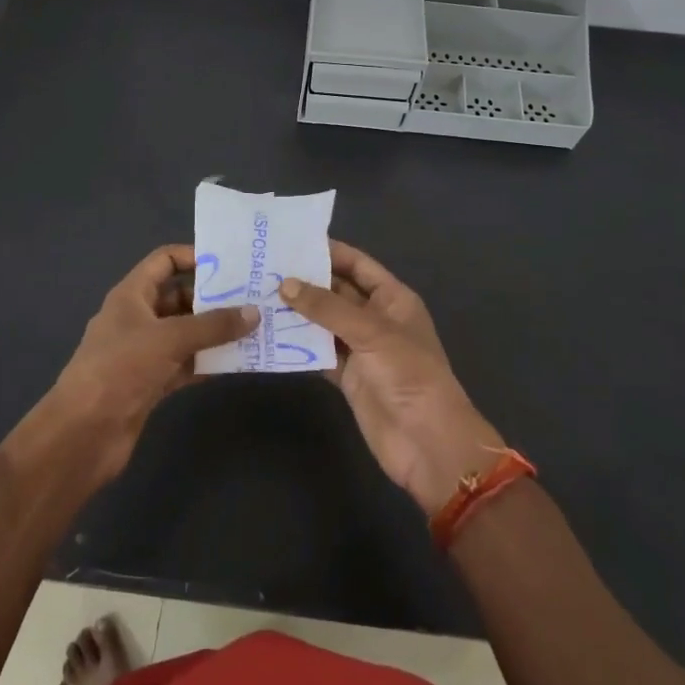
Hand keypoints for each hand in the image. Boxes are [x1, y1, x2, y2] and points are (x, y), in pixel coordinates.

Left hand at [42, 245, 256, 485]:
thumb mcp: (169, 339)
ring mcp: (144, 352)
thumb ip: (213, 326)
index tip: (231, 265)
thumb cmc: (121, 369)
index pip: (164, 261)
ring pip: (186, 333)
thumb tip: (254, 312)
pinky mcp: (151, 383)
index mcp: (131, 295)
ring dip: (215, 333)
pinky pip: (185, 364)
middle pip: (180, 297)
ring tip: (254, 329)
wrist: (84, 433)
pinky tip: (237, 362)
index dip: (194, 257)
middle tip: (253, 299)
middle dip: (213, 299)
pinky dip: (207, 362)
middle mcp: (138, 318)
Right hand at [279, 241, 501, 514]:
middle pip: (337, 292)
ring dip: (297, 312)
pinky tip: (269, 334)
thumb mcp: (371, 332)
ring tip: (258, 295)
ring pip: (324, 322)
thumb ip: (327, 307)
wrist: (426, 442)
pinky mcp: (347, 376)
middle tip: (264, 267)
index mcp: (393, 299)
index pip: (358, 265)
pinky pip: (319, 352)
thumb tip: (285, 284)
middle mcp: (376, 318)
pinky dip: (298, 344)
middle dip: (306, 281)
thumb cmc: (408, 374)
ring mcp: (361, 349)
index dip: (329, 252)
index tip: (292, 242)